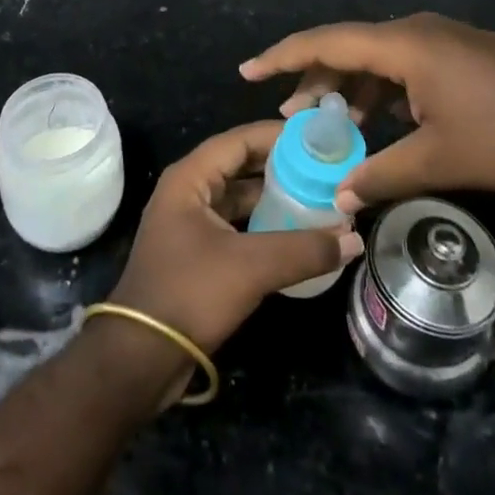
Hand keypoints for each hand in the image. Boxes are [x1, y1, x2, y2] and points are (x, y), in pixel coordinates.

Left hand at [108, 121, 363, 353]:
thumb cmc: (190, 293)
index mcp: (190, 177)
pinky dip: (265, 224)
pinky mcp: (198, 253)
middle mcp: (188, 191)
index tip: (318, 140)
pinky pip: (237, 225)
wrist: (141, 358)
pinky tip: (297, 234)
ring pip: (240, 197)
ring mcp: (191, 223)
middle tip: (324, 169)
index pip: (240, 140)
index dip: (278, 136)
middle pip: (241, 166)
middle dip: (282, 167)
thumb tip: (354, 239)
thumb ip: (304, 249)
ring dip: (275, 197)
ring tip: (318, 197)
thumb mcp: (251, 267)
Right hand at [241, 13, 494, 211]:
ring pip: (376, 59)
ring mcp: (439, 40)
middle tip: (287, 115)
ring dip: (350, 89)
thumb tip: (340, 199)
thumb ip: (383, 175)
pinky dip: (380, 91)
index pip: (327, 42)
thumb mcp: (440, 158)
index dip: (283, 57)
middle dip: (314, 80)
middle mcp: (415, 32)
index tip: (248, 71)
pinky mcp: (458, 54)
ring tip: (330, 124)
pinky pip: (402, 66)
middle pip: (348, 48)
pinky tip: (381, 123)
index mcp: (403, 45)